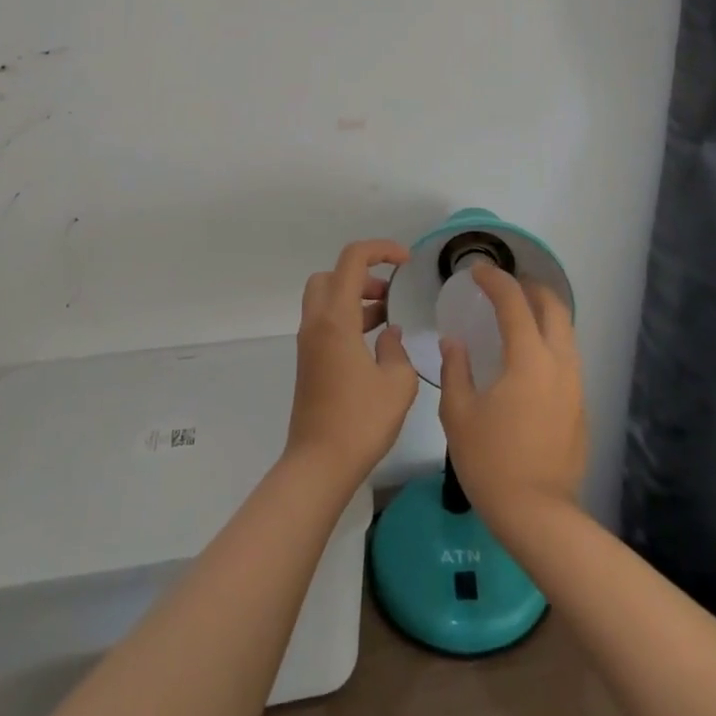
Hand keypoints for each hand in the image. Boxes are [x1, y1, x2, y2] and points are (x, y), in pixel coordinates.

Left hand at [285, 239, 419, 487]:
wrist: (319, 465)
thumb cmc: (360, 421)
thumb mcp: (397, 383)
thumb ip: (397, 349)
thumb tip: (389, 335)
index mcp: (336, 318)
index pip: (352, 260)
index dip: (381, 249)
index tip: (406, 261)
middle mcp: (316, 323)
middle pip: (331, 275)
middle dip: (362, 274)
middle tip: (389, 293)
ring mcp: (309, 343)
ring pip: (327, 299)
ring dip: (356, 298)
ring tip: (389, 317)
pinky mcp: (310, 362)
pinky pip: (327, 322)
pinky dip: (349, 319)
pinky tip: (376, 344)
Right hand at [439, 262, 586, 528]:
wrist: (538, 515)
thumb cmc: (491, 462)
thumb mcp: (459, 414)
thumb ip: (456, 369)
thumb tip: (455, 343)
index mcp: (529, 358)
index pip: (514, 302)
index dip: (495, 280)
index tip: (477, 272)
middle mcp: (559, 363)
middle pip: (554, 307)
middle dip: (530, 287)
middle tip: (505, 285)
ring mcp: (575, 385)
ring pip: (566, 331)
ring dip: (544, 312)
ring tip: (518, 314)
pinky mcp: (580, 406)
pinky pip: (567, 356)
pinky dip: (550, 340)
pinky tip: (529, 356)